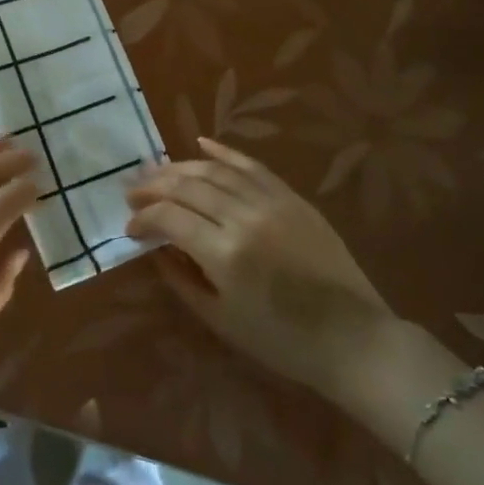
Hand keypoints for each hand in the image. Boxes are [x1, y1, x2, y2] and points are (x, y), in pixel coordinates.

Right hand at [127, 137, 398, 400]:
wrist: (353, 338)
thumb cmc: (281, 341)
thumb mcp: (220, 319)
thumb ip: (181, 280)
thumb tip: (156, 249)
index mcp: (225, 254)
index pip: (168, 217)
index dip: (143, 218)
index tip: (130, 228)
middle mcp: (244, 218)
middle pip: (186, 186)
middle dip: (153, 187)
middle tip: (132, 193)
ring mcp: (271, 202)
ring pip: (214, 171)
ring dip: (179, 168)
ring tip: (156, 172)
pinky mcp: (292, 198)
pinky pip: (251, 165)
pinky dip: (223, 152)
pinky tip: (201, 143)